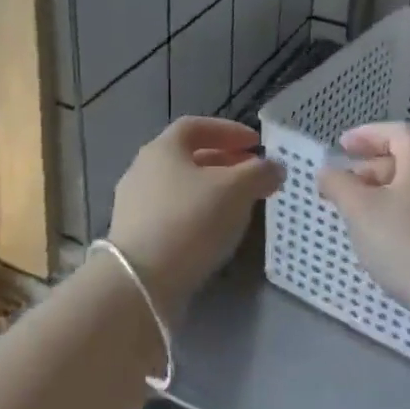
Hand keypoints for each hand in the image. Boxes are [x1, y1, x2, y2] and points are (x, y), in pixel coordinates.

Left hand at [109, 117, 284, 315]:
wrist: (141, 281)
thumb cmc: (190, 220)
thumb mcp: (235, 190)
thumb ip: (259, 173)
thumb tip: (274, 167)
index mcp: (162, 148)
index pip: (196, 126)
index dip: (229, 131)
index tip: (256, 143)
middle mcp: (143, 169)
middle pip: (188, 157)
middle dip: (224, 162)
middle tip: (253, 174)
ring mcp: (135, 204)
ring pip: (181, 187)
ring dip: (212, 190)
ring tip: (240, 205)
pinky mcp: (135, 236)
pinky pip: (173, 214)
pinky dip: (197, 214)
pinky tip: (215, 232)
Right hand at [317, 122, 409, 323]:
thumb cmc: (407, 244)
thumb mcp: (359, 211)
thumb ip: (338, 185)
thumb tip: (328, 171)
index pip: (396, 133)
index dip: (366, 134)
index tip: (342, 146)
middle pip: (406, 161)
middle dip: (371, 169)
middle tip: (345, 187)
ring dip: (385, 196)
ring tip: (361, 218)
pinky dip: (401, 217)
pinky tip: (388, 243)